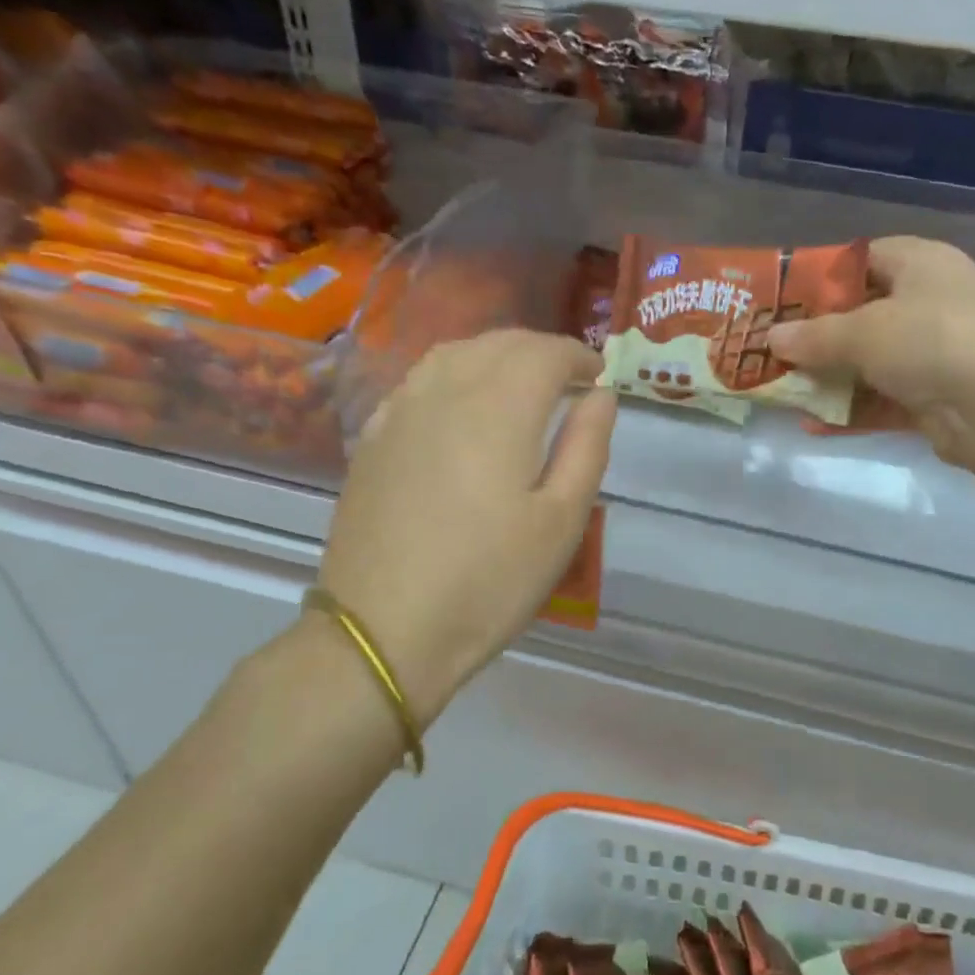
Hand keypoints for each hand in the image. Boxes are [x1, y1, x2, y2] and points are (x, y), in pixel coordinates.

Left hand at [315, 329, 614, 726]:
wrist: (384, 630)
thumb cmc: (489, 580)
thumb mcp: (561, 521)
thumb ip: (587, 446)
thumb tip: (601, 395)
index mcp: (499, 408)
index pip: (545, 352)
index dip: (579, 355)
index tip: (599, 375)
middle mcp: (446, 392)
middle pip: (499, 343)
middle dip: (541, 351)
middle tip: (568, 380)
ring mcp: (401, 411)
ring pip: (454, 353)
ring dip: (496, 355)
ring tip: (520, 385)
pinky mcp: (373, 438)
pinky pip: (419, 380)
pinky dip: (454, 374)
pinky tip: (461, 405)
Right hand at [768, 237, 974, 471]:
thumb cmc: (930, 340)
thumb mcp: (863, 331)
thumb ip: (814, 335)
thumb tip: (772, 338)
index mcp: (920, 263)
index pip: (861, 259)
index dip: (819, 277)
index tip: (781, 300)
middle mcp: (931, 302)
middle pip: (862, 314)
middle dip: (817, 336)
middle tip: (774, 350)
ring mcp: (936, 352)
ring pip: (870, 361)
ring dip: (829, 378)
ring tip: (783, 389)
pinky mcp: (935, 397)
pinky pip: (882, 399)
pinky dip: (851, 410)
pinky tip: (812, 423)